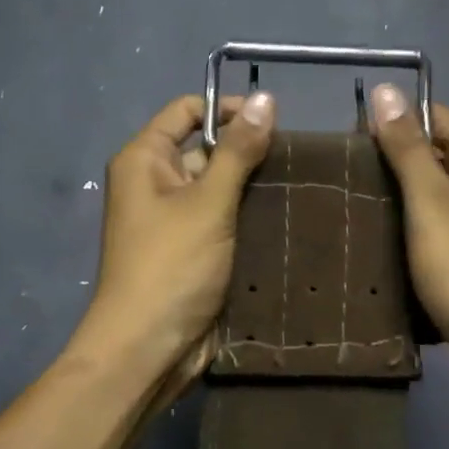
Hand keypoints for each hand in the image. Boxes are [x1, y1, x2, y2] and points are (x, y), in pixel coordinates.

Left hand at [79, 92, 276, 384]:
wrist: (149, 349)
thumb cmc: (171, 266)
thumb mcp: (207, 202)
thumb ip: (238, 151)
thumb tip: (265, 99)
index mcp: (144, 159)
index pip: (187, 110)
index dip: (227, 109)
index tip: (273, 121)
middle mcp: (155, 182)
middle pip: (206, 148)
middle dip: (248, 152)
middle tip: (299, 159)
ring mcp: (174, 218)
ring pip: (220, 187)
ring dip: (254, 187)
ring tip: (303, 184)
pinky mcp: (193, 248)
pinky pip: (223, 219)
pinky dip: (249, 216)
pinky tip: (289, 216)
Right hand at [367, 85, 448, 382]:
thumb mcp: (429, 202)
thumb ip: (406, 146)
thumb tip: (387, 90)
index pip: (433, 117)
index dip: (392, 125)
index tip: (350, 149)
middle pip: (437, 152)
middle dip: (394, 163)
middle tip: (349, 184)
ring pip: (439, 191)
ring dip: (404, 198)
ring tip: (360, 211)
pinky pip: (447, 221)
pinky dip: (420, 225)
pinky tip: (390, 241)